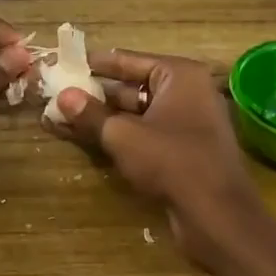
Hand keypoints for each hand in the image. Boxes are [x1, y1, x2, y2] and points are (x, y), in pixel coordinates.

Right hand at [48, 48, 271, 268]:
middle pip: (132, 87)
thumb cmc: (172, 161)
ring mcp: (189, 122)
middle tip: (59, 94)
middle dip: (95, 94)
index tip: (66, 63)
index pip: (129, 60)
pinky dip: (120, 136)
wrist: (217, 215)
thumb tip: (62, 96)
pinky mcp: (184, 150)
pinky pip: (146, 134)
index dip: (95, 63)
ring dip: (103, 118)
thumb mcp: (123, 136)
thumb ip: (91, 114)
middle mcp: (188, 92)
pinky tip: (87, 140)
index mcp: (180, 75)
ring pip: (137, 114)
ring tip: (63, 118)